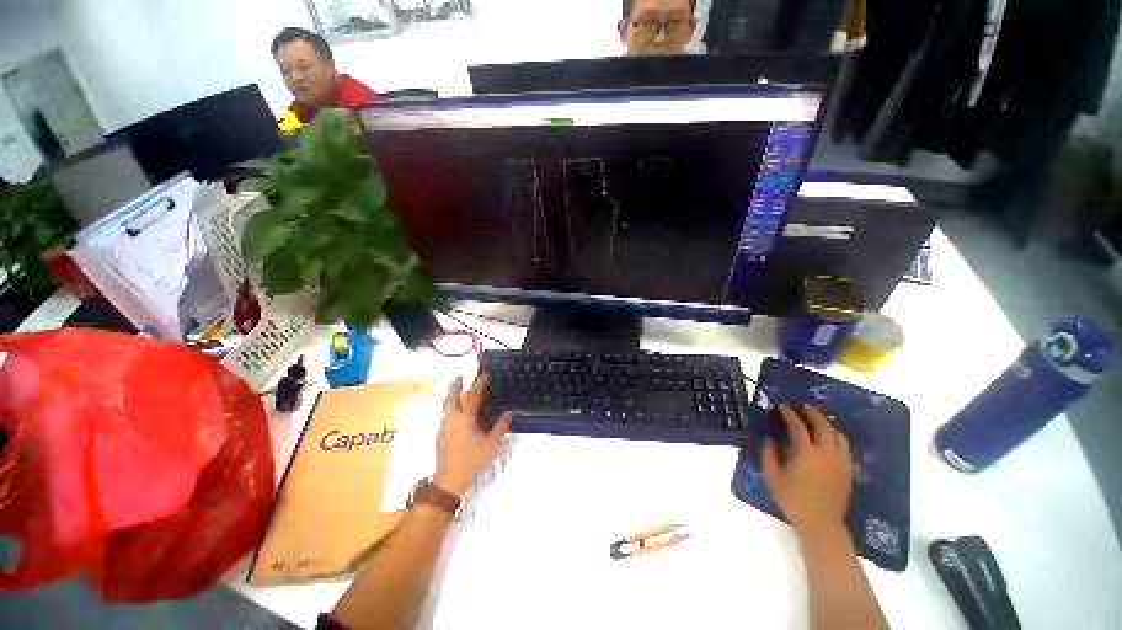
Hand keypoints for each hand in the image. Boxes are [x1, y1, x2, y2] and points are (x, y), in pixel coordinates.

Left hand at [432, 375, 511, 497]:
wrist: (449, 480)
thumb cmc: (472, 460)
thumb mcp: (491, 445)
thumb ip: (500, 427)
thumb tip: (509, 413)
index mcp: (465, 418)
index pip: (472, 396)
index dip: (479, 384)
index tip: (484, 376)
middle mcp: (452, 418)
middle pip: (452, 397)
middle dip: (456, 385)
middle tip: (460, 376)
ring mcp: (444, 426)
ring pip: (447, 406)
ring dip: (452, 396)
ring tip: (458, 390)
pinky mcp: (441, 435)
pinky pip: (446, 414)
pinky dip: (451, 407)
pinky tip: (457, 412)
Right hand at [761, 404, 852, 539]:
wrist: (821, 524)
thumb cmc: (792, 500)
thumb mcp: (772, 476)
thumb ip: (768, 454)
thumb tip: (768, 437)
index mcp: (806, 453)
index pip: (797, 426)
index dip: (789, 413)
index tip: (781, 406)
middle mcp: (826, 453)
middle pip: (822, 425)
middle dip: (811, 413)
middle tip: (802, 406)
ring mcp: (840, 461)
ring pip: (838, 434)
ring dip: (826, 423)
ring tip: (816, 420)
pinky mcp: (848, 470)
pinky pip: (845, 446)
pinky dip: (836, 437)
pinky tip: (829, 439)